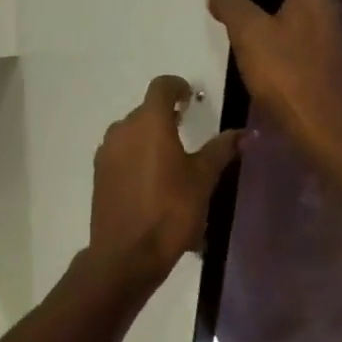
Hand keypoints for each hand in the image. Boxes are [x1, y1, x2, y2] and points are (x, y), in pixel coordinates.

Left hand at [89, 75, 241, 284]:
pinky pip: (121, 154)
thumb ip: (220, 150)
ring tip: (171, 159)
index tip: (191, 98)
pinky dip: (137, 157)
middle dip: (166, 116)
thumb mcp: (203, 180)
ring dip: (150, 138)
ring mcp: (106, 153)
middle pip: (145, 111)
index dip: (177, 87)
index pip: (161, 87)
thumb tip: (242, 133)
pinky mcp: (99, 175)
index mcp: (149, 123)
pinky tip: (152, 181)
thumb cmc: (170, 211)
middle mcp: (122, 130)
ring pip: (131, 133)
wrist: (127, 254)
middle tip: (187, 131)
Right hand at [209, 0, 341, 172]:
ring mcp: (329, 36)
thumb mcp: (250, 35)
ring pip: (295, 8)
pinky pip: (295, 34)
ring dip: (269, 4)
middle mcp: (326, 6)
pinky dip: (276, 30)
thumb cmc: (289, 77)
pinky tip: (255, 42)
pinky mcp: (324, 62)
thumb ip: (233, 6)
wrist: (326, 133)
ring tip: (236, 5)